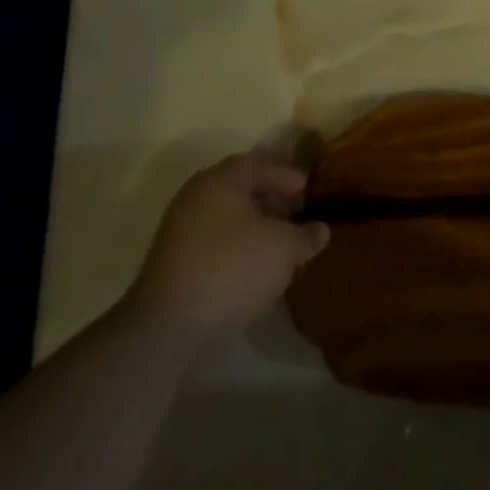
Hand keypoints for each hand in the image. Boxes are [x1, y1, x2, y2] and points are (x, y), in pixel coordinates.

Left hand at [126, 154, 330, 340]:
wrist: (170, 325)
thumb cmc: (234, 268)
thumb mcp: (285, 247)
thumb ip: (307, 234)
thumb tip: (319, 230)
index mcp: (220, 181)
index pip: (260, 163)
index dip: (288, 173)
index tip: (310, 189)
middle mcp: (196, 197)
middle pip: (241, 187)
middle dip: (274, 196)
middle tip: (300, 211)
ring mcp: (181, 229)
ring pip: (229, 214)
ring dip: (259, 222)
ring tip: (285, 239)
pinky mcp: (176, 260)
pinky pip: (218, 238)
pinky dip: (242, 241)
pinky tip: (260, 261)